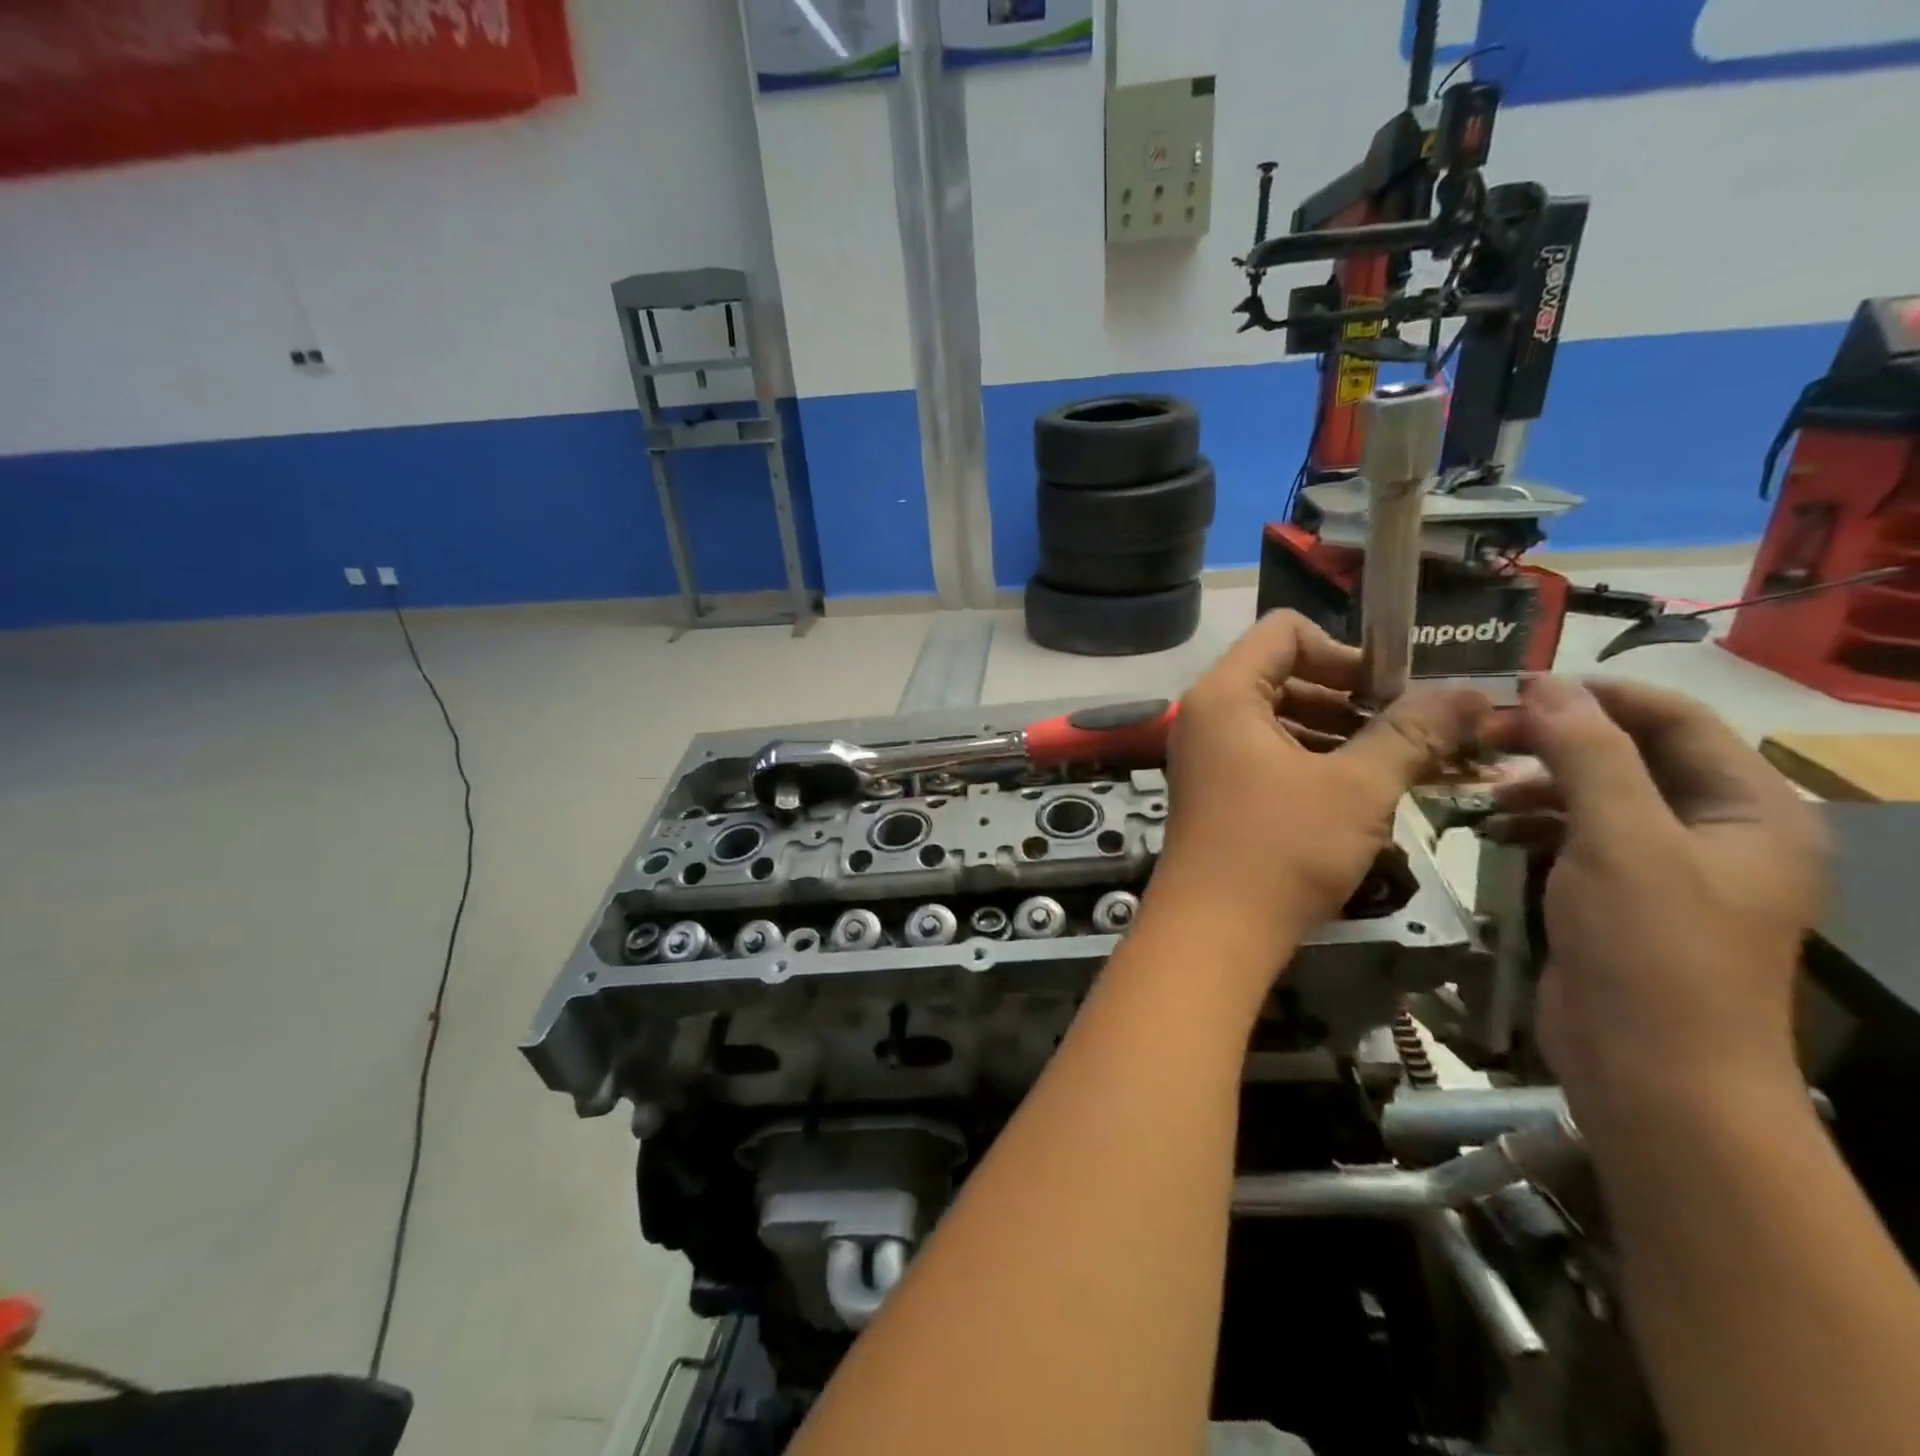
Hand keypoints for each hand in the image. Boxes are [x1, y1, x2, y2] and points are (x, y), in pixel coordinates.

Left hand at [1146, 611, 1489, 977]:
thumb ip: (1412, 733)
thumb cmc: (1280, 849)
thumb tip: (1471, 692)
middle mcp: (1208, 715)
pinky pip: (1271, 756)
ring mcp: (1209, 755)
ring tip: (1405, 765)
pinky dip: (1316, 763)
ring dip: (1342, 735)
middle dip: (1353, 698)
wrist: (1213, 933)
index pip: (1285, 631)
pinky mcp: (1218, 791)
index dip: (1346, 650)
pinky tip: (1366, 793)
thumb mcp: (1357, 787)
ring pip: (1283, 720)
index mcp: (1226, 694)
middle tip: (1413, 731)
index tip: (1394, 690)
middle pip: (1285, 675)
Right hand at [1487, 677, 1825, 1131]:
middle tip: (1481, 735)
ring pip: (1598, 793)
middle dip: (1556, 739)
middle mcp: (1718, 829)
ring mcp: (1668, 865)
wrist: (1653, 1073)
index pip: (1675, 719)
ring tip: (1480, 787)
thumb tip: (1545, 685)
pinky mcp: (1622, 895)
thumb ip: (1587, 755)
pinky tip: (1492, 826)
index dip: (1595, 695)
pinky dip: (1535, 821)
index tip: (1512, 690)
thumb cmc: (1652, 950)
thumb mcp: (1621, 840)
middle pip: (1632, 754)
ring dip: (1539, 781)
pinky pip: (1579, 835)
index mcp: (1752, 808)